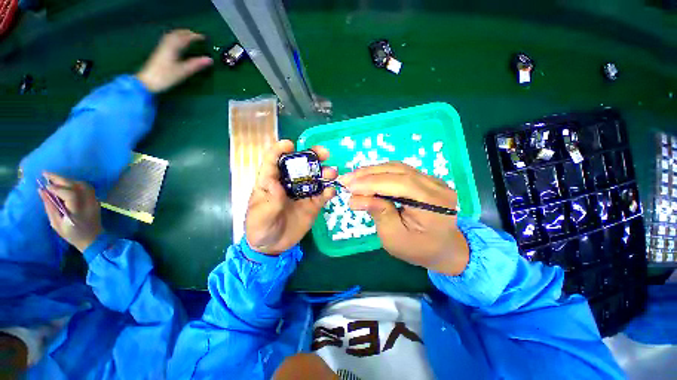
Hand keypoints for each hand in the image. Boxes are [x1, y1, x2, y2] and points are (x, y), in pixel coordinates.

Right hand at [38, 173, 103, 252]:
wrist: (93, 239)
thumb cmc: (72, 234)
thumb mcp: (56, 223)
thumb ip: (50, 206)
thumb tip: (41, 190)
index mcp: (78, 210)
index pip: (70, 194)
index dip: (57, 188)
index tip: (45, 186)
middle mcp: (89, 203)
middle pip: (76, 186)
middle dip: (60, 178)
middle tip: (45, 174)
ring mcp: (94, 200)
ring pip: (82, 184)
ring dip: (68, 180)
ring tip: (53, 179)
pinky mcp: (95, 200)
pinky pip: (86, 188)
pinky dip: (74, 183)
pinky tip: (64, 184)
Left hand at [136, 29, 213, 92]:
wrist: (147, 81)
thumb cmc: (166, 76)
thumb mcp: (183, 71)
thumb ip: (196, 64)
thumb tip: (210, 59)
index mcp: (173, 48)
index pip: (185, 38)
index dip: (195, 36)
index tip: (204, 37)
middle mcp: (167, 45)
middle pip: (177, 34)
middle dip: (187, 33)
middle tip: (196, 35)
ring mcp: (162, 48)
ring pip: (171, 36)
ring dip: (180, 34)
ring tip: (187, 36)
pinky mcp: (159, 52)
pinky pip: (168, 40)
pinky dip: (175, 38)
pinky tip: (177, 42)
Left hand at [245, 140, 336, 255]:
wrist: (273, 247)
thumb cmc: (261, 229)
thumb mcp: (260, 217)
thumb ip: (269, 202)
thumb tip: (275, 183)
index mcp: (270, 182)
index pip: (273, 161)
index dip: (280, 150)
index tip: (290, 145)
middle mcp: (288, 184)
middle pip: (300, 165)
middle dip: (312, 156)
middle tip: (324, 153)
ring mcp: (302, 194)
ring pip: (315, 178)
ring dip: (324, 173)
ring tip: (332, 172)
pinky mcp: (312, 204)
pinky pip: (322, 195)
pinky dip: (328, 191)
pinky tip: (331, 191)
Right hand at [341, 162, 468, 275]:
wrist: (443, 248)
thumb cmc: (419, 248)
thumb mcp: (395, 238)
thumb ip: (378, 214)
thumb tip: (355, 198)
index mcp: (434, 202)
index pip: (400, 183)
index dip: (372, 183)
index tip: (349, 187)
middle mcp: (436, 185)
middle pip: (398, 170)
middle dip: (368, 174)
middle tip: (346, 179)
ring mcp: (432, 179)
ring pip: (397, 167)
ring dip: (372, 171)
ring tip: (353, 178)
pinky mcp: (424, 179)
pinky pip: (399, 171)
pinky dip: (380, 173)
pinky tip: (367, 178)